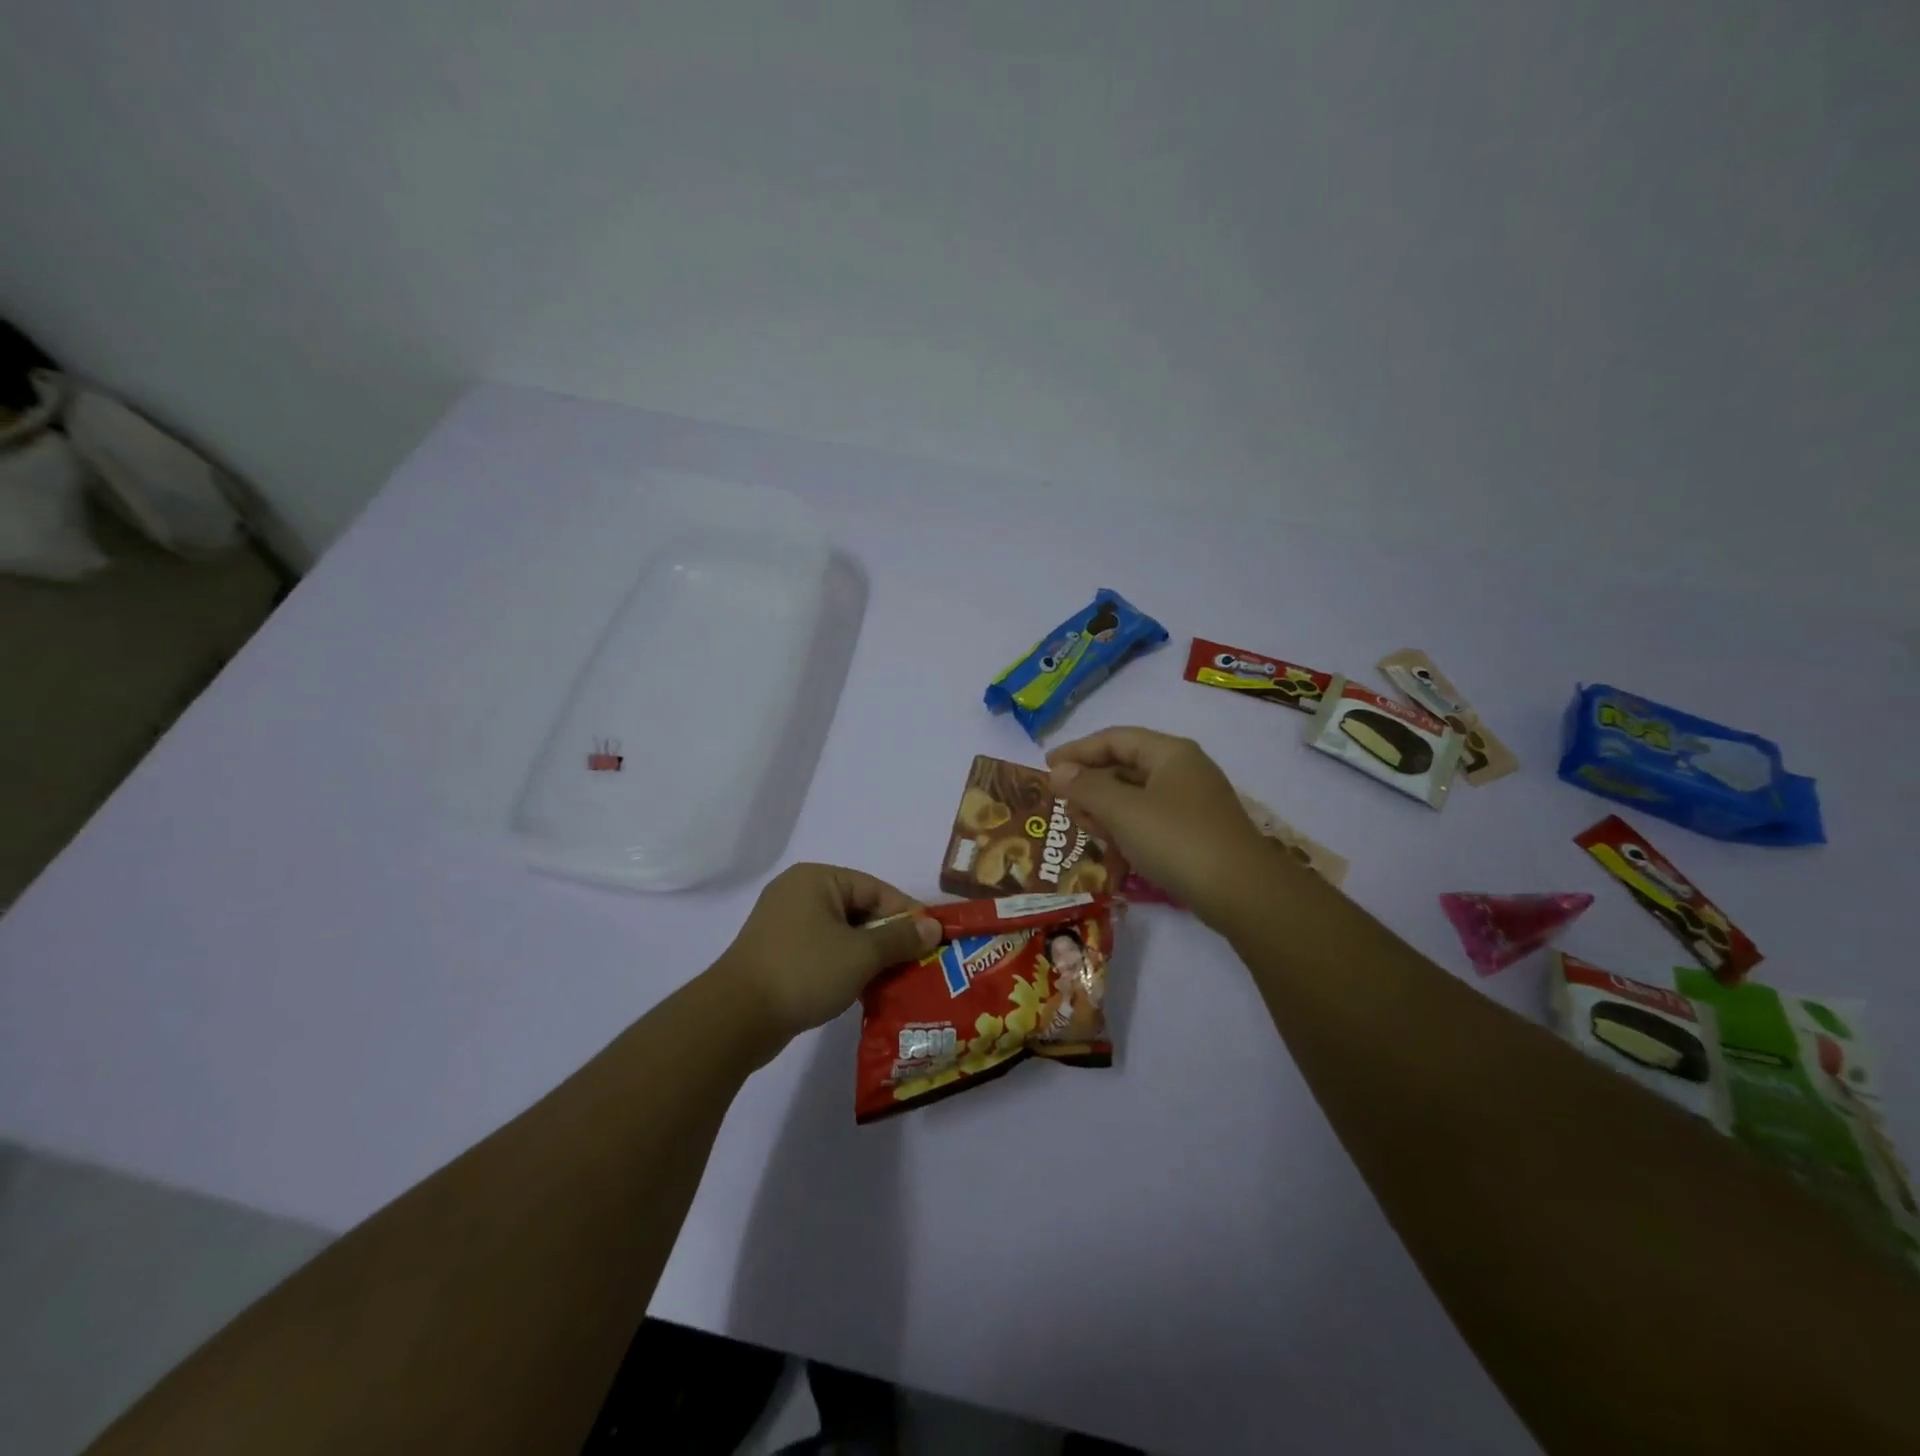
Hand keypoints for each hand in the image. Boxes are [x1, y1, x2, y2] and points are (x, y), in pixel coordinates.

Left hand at [711, 863, 939, 1048]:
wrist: (736, 1018)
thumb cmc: (804, 971)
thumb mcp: (861, 954)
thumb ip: (900, 938)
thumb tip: (933, 927)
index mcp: (817, 879)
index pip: (876, 889)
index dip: (907, 914)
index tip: (933, 940)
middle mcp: (799, 893)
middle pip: (859, 910)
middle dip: (889, 937)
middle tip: (918, 963)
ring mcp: (784, 925)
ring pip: (842, 934)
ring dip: (869, 956)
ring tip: (897, 980)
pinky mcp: (778, 954)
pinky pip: (824, 952)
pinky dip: (846, 967)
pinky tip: (865, 991)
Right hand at [1047, 727, 1278, 925]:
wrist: (1242, 892)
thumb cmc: (1177, 840)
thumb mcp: (1123, 811)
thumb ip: (1086, 788)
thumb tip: (1058, 771)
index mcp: (1170, 753)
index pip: (1115, 738)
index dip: (1077, 750)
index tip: (1047, 766)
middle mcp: (1184, 770)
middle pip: (1126, 764)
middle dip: (1090, 780)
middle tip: (1061, 799)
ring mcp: (1193, 802)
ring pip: (1137, 793)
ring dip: (1105, 804)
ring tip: (1079, 822)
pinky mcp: (1197, 831)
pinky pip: (1151, 816)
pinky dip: (1125, 823)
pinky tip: (1110, 841)